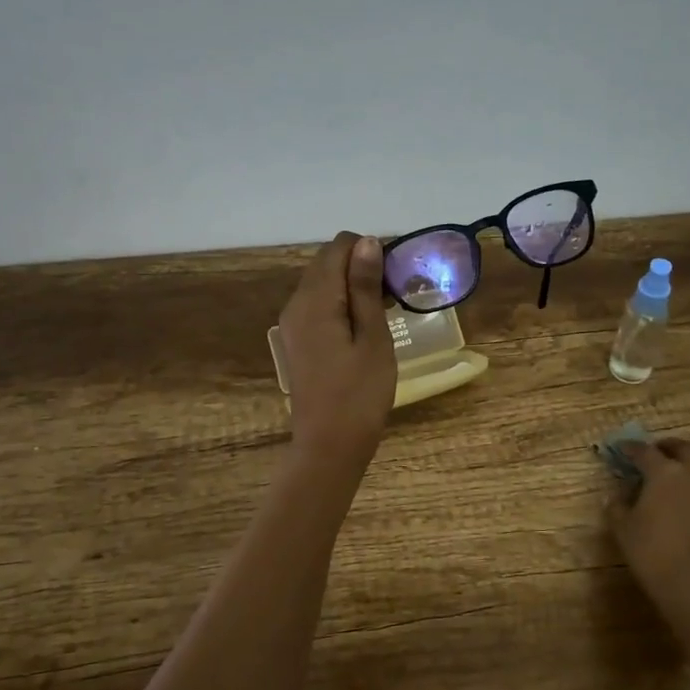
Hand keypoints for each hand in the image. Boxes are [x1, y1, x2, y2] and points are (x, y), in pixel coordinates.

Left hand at [279, 232, 396, 466]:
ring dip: (352, 285)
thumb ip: (366, 287)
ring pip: (322, 284)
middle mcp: (296, 304)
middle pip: (327, 263)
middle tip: (395, 293)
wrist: (329, 446)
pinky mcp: (296, 341)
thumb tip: (367, 242)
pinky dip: (341, 304)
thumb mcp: (372, 337)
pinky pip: (318, 306)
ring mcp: (292, 324)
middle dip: (361, 265)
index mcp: (316, 299)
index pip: (339, 247)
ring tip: (384, 309)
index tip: (397, 274)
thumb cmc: (360, 394)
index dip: (370, 250)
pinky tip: (364, 327)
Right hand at [607, 438, 689, 620]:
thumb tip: (617, 496)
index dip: (631, 448)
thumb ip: (617, 506)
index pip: (644, 451)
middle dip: (669, 448)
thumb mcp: (623, 530)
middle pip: (684, 449)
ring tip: (680, 486)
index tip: (623, 449)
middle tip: (658, 454)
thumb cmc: (653, 554)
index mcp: (664, 473)